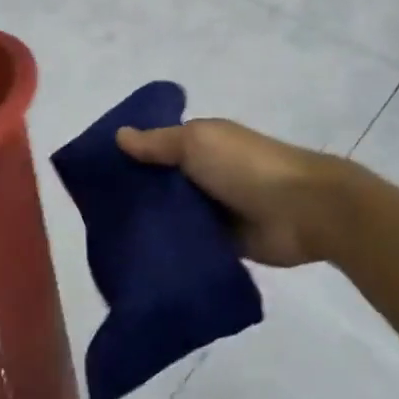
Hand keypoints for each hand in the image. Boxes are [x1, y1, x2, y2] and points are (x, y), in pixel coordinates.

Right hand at [116, 119, 357, 267]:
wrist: (305, 210)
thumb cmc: (247, 166)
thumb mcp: (197, 143)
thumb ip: (158, 143)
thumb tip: (119, 135)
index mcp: (201, 145)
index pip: (156, 149)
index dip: (129, 159)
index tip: (94, 177)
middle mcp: (205, 175)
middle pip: (161, 186)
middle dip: (135, 197)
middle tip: (95, 217)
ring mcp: (216, 211)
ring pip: (173, 217)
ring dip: (152, 226)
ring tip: (109, 244)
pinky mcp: (225, 244)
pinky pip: (190, 246)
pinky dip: (172, 251)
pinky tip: (140, 263)